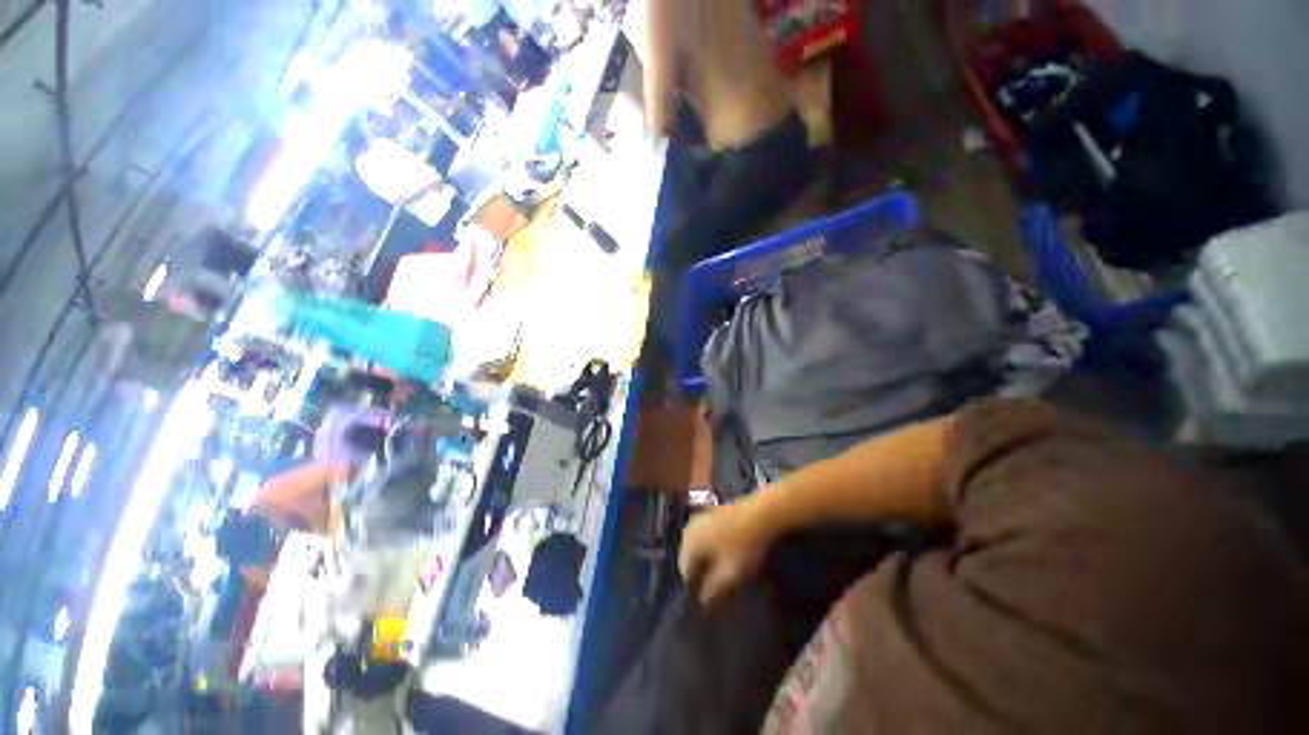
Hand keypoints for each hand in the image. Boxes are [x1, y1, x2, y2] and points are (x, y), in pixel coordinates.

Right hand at [678, 497, 774, 606]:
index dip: (698, 589)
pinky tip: (729, 554)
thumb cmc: (743, 546)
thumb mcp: (729, 575)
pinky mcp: (712, 514)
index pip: (685, 574)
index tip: (714, 598)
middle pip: (691, 559)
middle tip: (720, 586)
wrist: (761, 513)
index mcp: (688, 543)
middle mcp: (689, 529)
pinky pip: (706, 537)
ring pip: (699, 548)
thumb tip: (703, 601)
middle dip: (702, 573)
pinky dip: (713, 548)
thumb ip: (713, 590)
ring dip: (708, 561)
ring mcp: (700, 519)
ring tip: (726, 572)